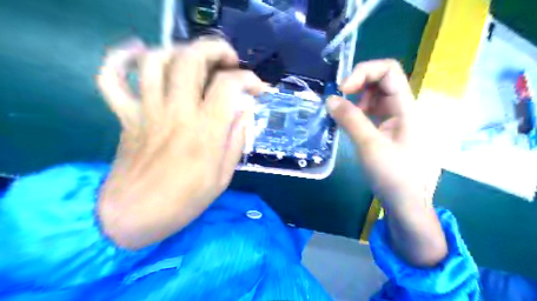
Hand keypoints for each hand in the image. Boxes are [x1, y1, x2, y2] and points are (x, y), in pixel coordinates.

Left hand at [96, 38, 265, 248]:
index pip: (228, 85)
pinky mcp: (126, 117)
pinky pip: (112, 79)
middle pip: (191, 59)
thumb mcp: (223, 177)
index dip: (247, 78)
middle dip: (215, 49)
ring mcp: (147, 112)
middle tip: (228, 61)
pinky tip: (138, 54)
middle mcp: (176, 114)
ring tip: (194, 60)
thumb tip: (245, 110)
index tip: (256, 88)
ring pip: (155, 61)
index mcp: (205, 132)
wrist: (136, 216)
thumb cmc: (185, 201)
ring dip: (178, 50)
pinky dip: (120, 59)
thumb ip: (236, 140)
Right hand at [328, 60, 449, 265]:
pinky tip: (351, 124)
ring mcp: (398, 119)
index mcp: (407, 108)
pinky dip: (360, 112)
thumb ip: (350, 120)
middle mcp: (405, 108)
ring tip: (344, 115)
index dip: (363, 72)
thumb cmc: (393, 176)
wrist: (407, 204)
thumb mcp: (369, 146)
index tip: (342, 89)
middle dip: (359, 85)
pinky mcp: (391, 130)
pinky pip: (374, 112)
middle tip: (340, 100)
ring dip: (358, 100)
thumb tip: (330, 99)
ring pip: (377, 96)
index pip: (389, 70)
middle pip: (383, 80)